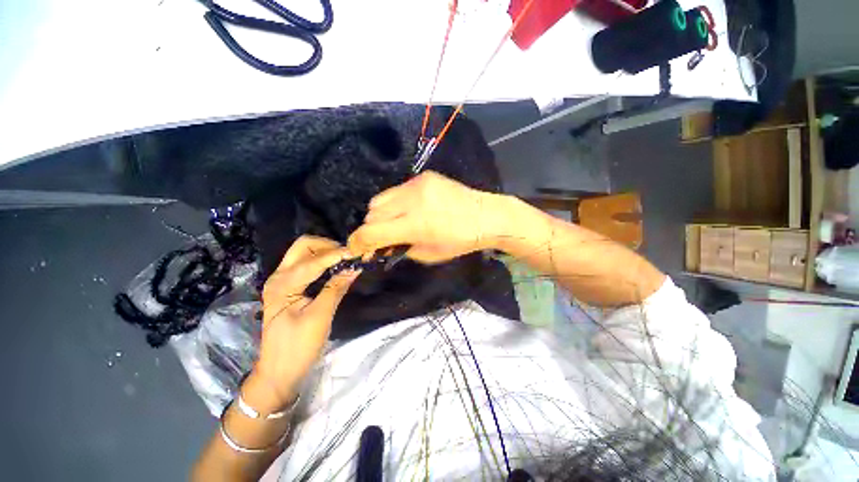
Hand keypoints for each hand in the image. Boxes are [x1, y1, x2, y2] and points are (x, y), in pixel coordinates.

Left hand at [246, 236, 358, 412]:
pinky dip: (323, 261)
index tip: (359, 253)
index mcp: (283, 284)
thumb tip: (355, 267)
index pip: (314, 260)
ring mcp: (282, 281)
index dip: (338, 254)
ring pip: (304, 253)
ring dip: (326, 252)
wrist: (278, 372)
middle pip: (304, 246)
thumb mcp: (320, 317)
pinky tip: (336, 268)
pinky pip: (306, 264)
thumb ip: (336, 288)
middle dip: (328, 246)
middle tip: (349, 255)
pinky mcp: (288, 287)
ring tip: (346, 260)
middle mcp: (279, 276)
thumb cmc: (298, 347)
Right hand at [348, 171, 503, 263]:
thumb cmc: (460, 241)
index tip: (356, 250)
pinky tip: (409, 208)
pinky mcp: (423, 176)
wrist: (485, 215)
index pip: (371, 232)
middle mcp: (412, 200)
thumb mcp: (429, 255)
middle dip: (372, 229)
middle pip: (371, 214)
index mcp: (415, 224)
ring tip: (396, 222)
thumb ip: (401, 249)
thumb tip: (382, 245)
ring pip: (379, 200)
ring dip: (381, 215)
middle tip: (383, 238)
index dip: (358, 243)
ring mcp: (416, 184)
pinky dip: (395, 202)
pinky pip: (395, 190)